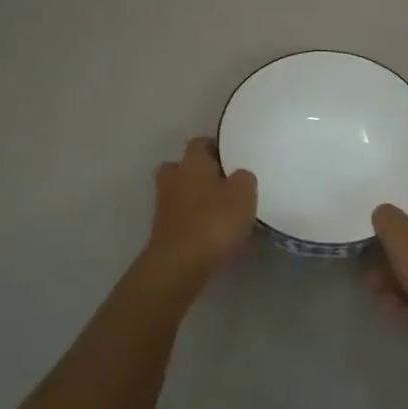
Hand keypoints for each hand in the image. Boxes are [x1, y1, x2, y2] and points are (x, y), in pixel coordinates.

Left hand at [140, 137, 257, 296]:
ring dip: (194, 199)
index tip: (231, 157)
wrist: (180, 265)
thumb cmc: (214, 221)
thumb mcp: (244, 194)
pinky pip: (180, 218)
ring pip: (179, 193)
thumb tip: (240, 176)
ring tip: (219, 211)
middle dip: (198, 172)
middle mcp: (173, 179)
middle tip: (222, 182)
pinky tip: (211, 232)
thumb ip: (244, 178)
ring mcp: (164, 206)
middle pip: (182, 167)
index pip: (200, 143)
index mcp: (192, 162)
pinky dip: (193, 221)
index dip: (215, 147)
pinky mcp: (163, 232)